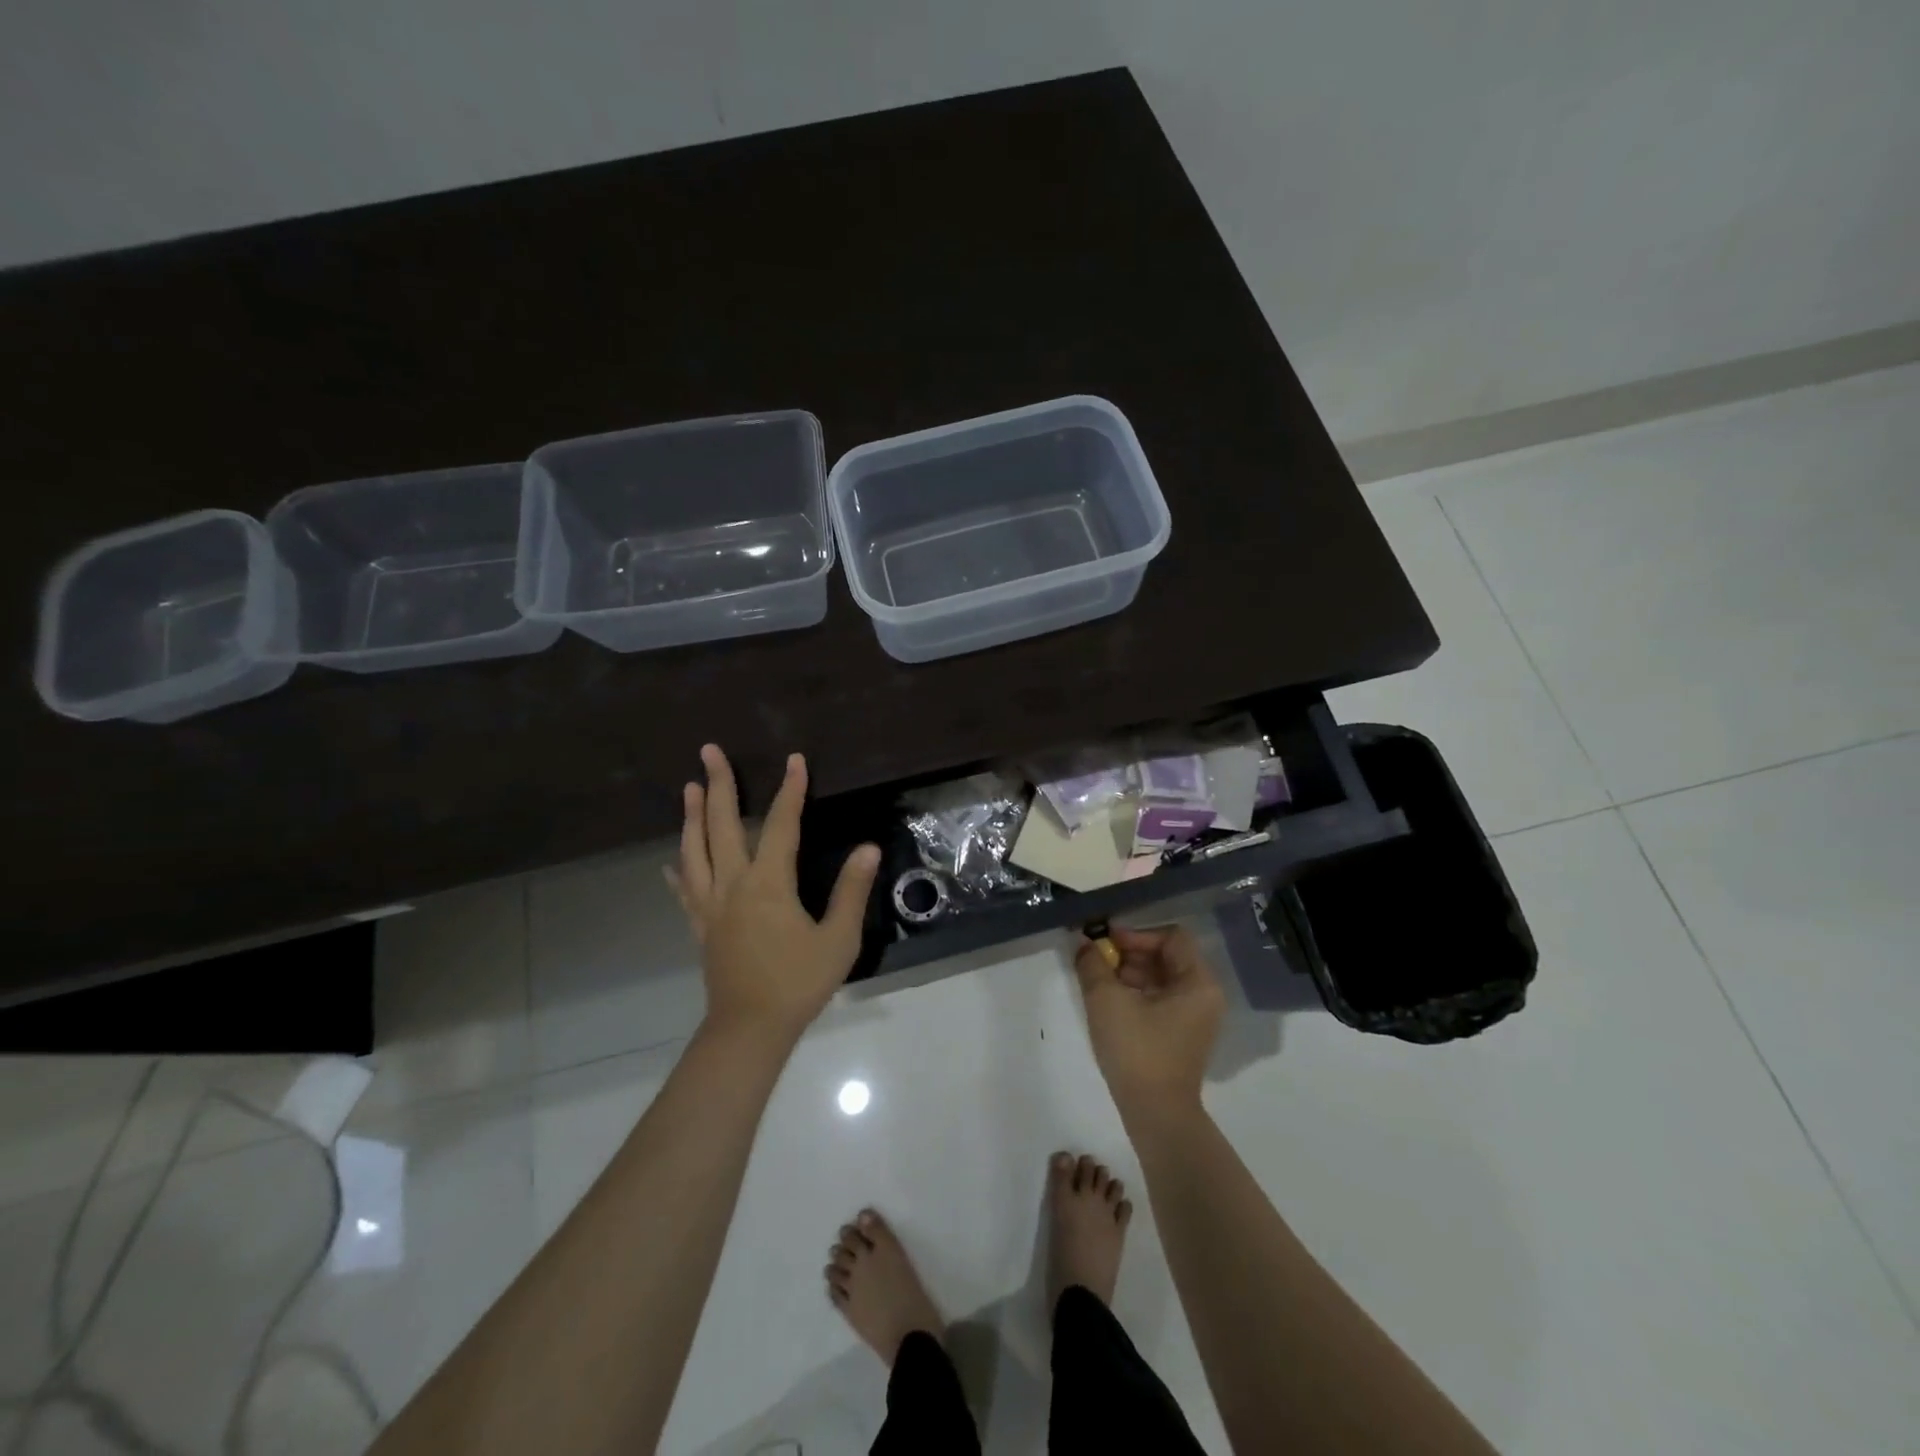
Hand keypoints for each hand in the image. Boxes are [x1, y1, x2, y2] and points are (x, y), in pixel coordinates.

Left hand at [666, 744, 880, 1041]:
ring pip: (695, 851)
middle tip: (708, 751)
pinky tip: (671, 862)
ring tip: (689, 788)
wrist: (750, 1029)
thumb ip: (851, 891)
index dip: (790, 790)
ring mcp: (711, 906)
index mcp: (768, 883)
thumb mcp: (838, 939)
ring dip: (692, 817)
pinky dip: (679, 870)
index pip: (781, 824)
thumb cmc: (798, 982)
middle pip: (722, 825)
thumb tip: (868, 848)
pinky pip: (685, 890)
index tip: (795, 759)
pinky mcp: (702, 927)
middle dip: (718, 785)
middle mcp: (733, 885)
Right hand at [1073, 925, 1224, 1113]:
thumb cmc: (1137, 1051)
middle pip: (1166, 956)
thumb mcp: (1107, 1000)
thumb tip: (1084, 943)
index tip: (1106, 944)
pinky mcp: (1180, 1034)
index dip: (1137, 935)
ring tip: (1097, 980)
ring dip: (1129, 973)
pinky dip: (1135, 993)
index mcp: (1198, 982)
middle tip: (1097, 960)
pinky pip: (1159, 999)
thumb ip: (1093, 964)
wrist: (1155, 1115)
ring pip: (1160, 978)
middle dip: (1129, 954)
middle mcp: (1204, 995)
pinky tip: (1108, 1001)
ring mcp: (1194, 1017)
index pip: (1171, 937)